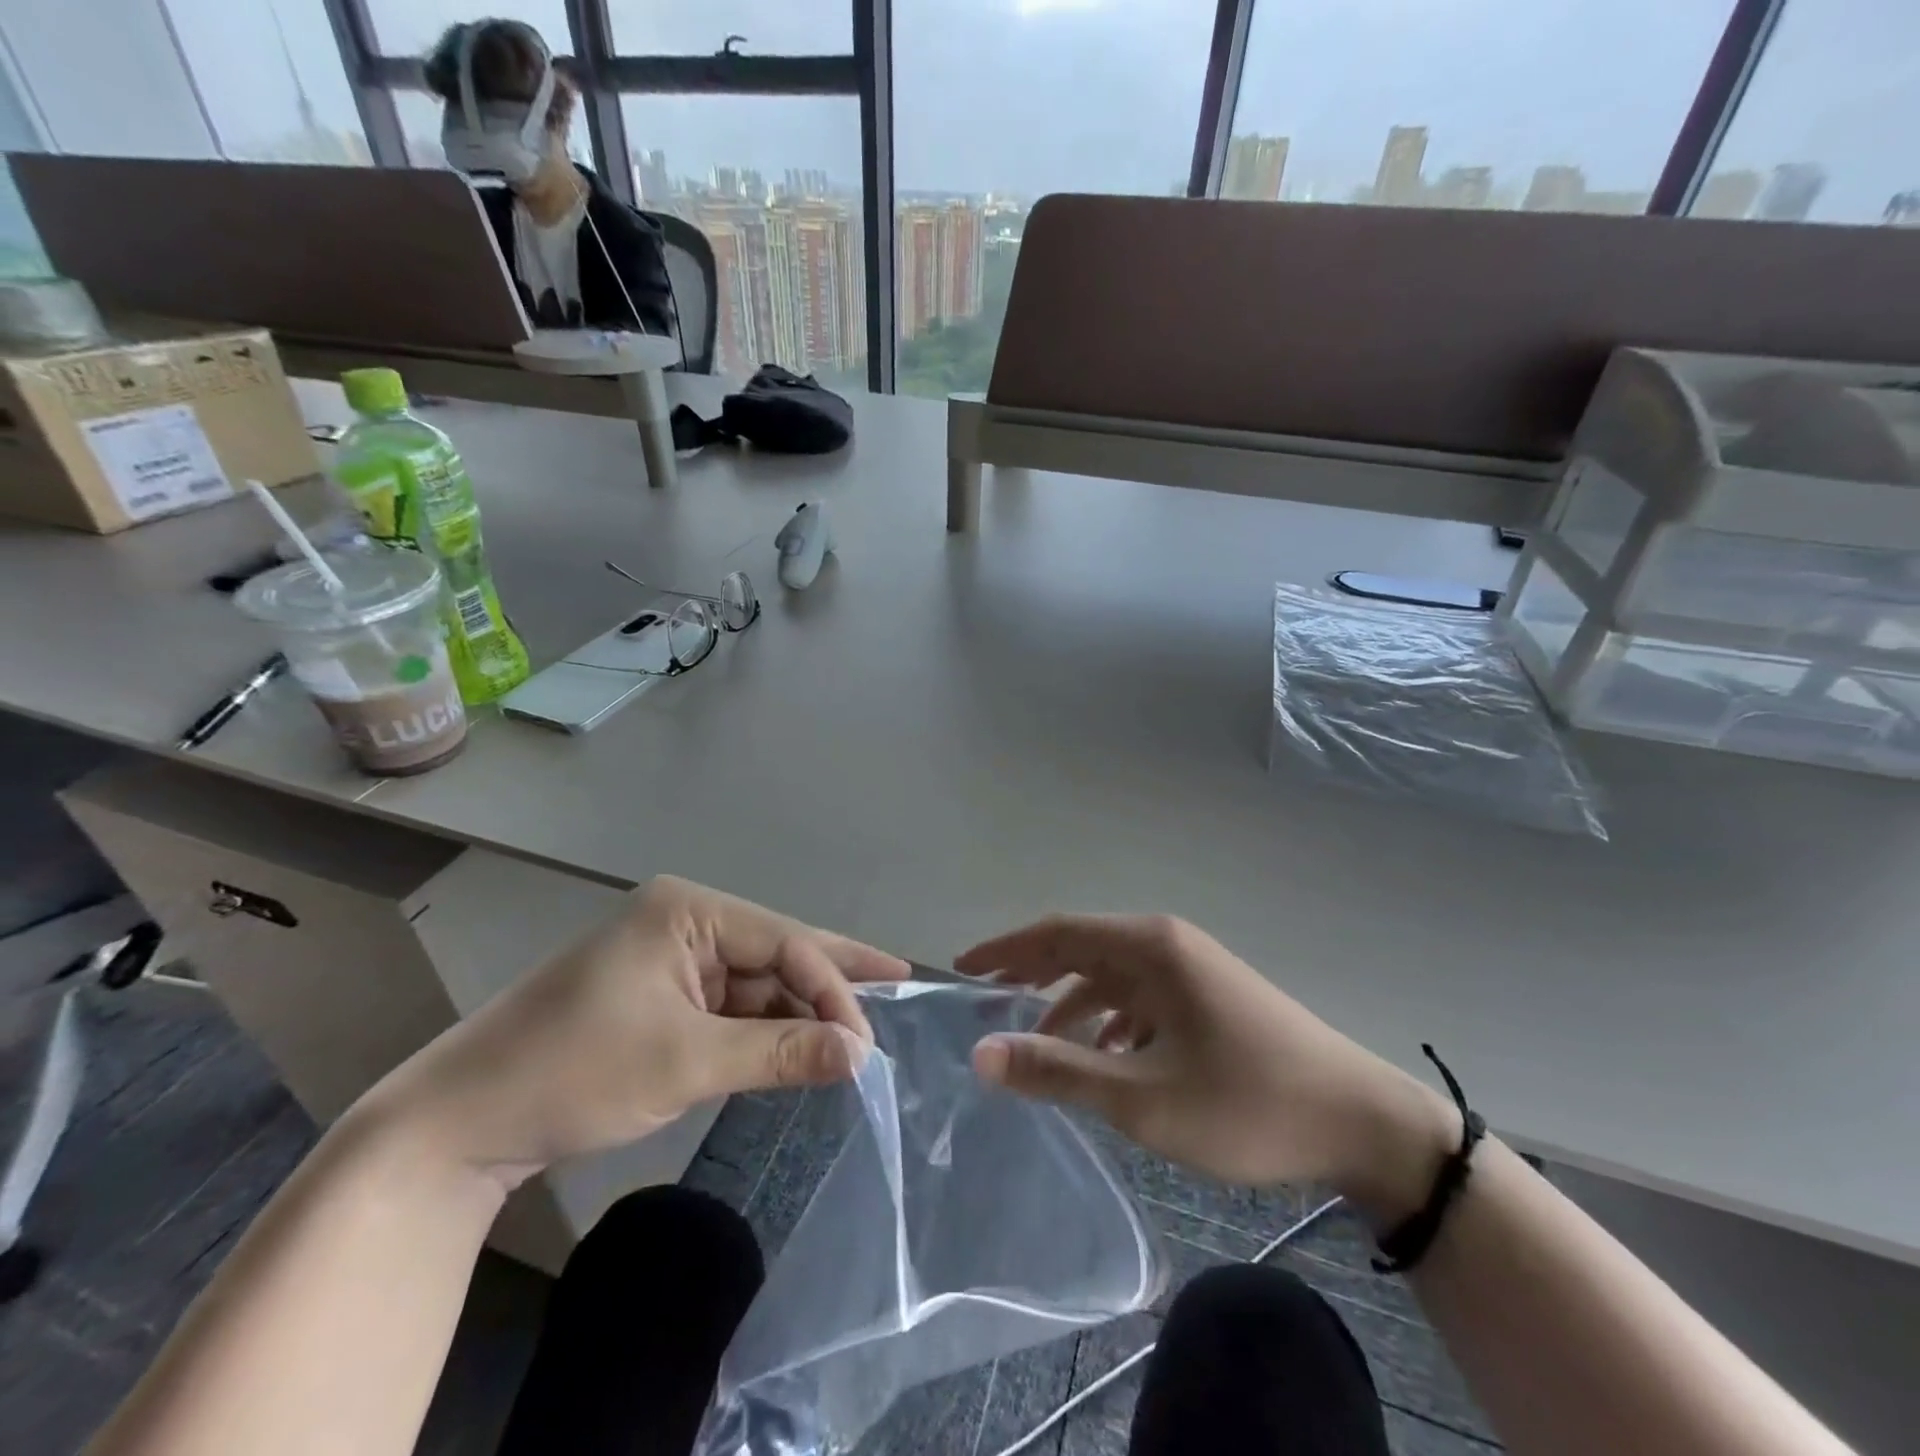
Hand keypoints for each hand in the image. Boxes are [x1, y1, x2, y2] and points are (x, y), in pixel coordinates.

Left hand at [363, 877, 909, 1188]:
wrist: (459, 1123)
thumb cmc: (574, 1072)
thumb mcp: (686, 1061)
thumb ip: (779, 1051)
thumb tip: (860, 1056)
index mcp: (689, 910)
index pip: (783, 941)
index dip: (831, 987)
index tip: (865, 1042)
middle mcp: (687, 921)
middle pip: (776, 949)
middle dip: (832, 975)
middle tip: (898, 979)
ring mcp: (674, 957)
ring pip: (757, 979)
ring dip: (800, 1008)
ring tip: (858, 1025)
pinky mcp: (664, 994)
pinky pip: (732, 1004)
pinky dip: (766, 1026)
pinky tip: (803, 1040)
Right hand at [957, 915, 1457, 1223]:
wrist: (1362, 1123)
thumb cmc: (1246, 1103)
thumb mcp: (1142, 1096)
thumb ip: (1058, 1071)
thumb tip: (981, 1053)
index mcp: (1150, 946)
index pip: (1057, 932)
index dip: (1005, 950)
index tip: (963, 970)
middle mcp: (1167, 943)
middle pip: (1082, 948)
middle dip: (1032, 975)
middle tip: (986, 1003)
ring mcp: (1192, 968)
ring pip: (1111, 976)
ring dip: (1071, 1005)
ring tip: (1037, 1046)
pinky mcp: (1209, 996)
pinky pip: (1141, 998)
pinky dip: (1110, 1022)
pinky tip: (1103, 1060)